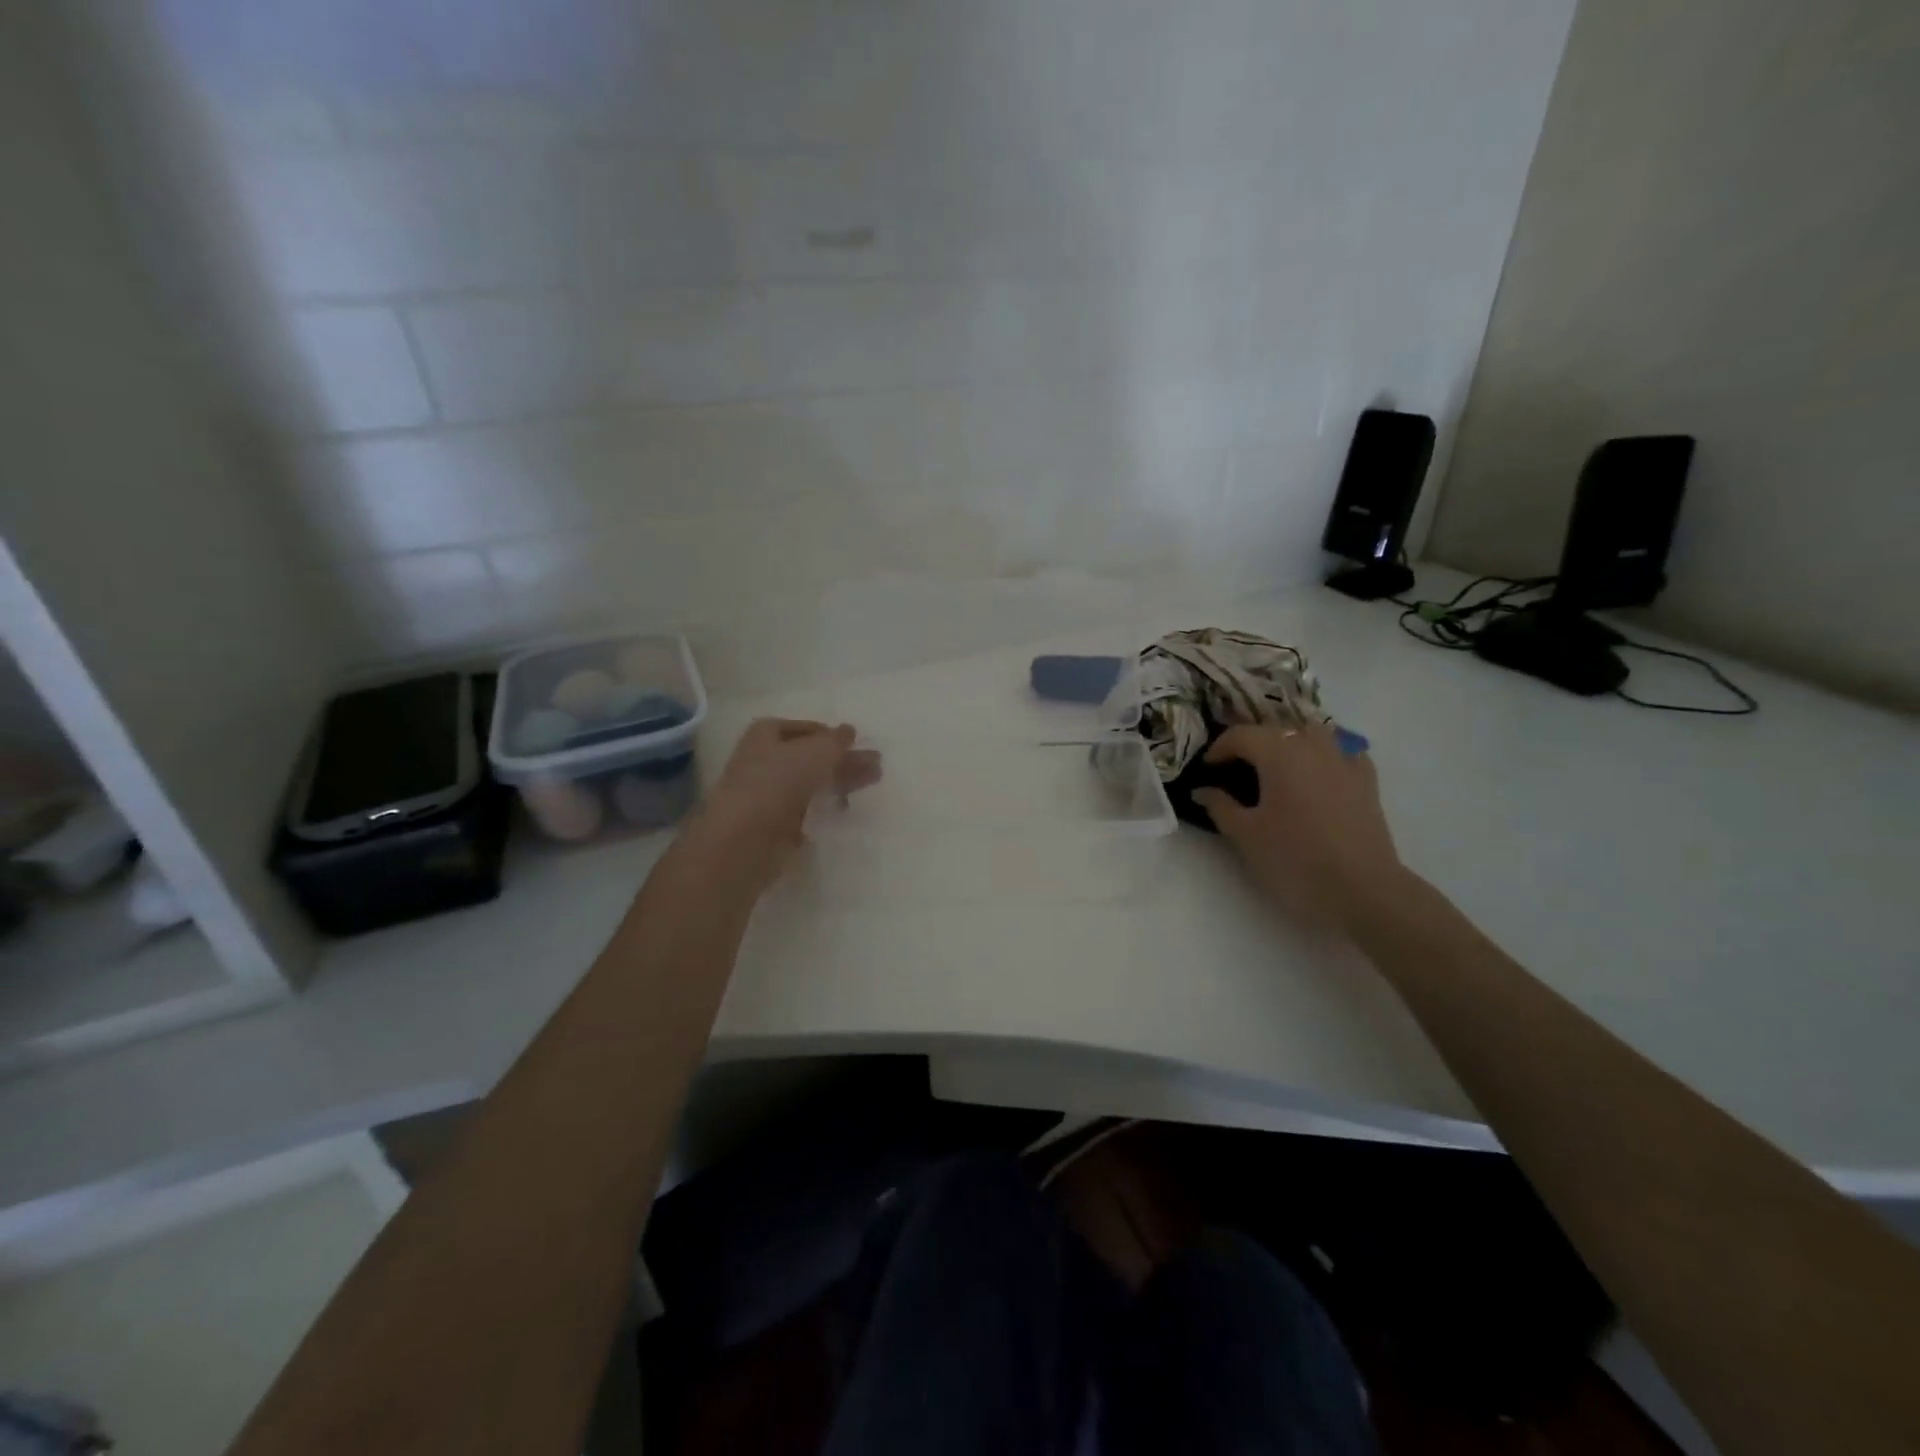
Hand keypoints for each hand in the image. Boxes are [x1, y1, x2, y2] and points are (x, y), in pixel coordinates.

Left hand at [691, 719, 881, 884]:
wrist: (744, 839)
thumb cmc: (778, 782)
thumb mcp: (816, 751)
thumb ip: (836, 741)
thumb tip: (849, 731)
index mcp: (766, 735)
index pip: (806, 729)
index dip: (832, 735)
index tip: (858, 745)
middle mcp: (764, 760)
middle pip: (812, 756)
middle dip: (844, 760)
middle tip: (876, 766)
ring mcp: (768, 793)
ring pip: (812, 782)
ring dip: (841, 780)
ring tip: (873, 782)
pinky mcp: (775, 824)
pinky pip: (806, 809)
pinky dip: (825, 806)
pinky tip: (844, 808)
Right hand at [1192, 723, 1404, 935]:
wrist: (1361, 891)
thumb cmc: (1294, 860)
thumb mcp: (1245, 835)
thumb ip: (1220, 806)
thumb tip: (1202, 790)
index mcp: (1279, 754)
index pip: (1241, 735)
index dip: (1219, 748)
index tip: (1208, 768)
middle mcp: (1312, 746)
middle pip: (1276, 730)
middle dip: (1252, 743)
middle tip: (1235, 768)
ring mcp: (1345, 761)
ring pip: (1312, 733)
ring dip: (1289, 741)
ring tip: (1276, 765)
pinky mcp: (1367, 781)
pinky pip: (1342, 752)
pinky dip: (1324, 754)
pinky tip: (1318, 772)